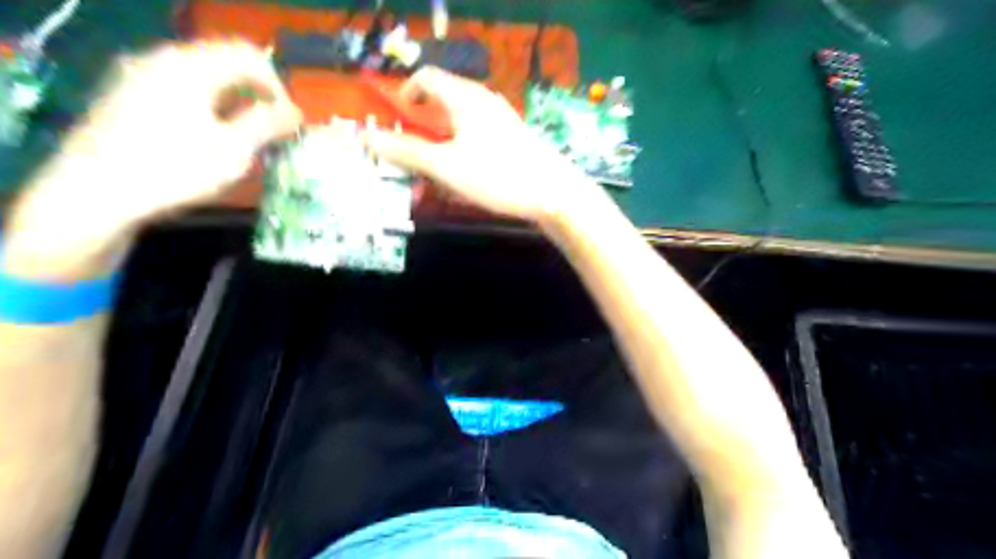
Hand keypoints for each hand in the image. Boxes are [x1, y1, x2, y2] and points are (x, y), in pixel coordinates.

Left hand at [57, 42, 301, 217]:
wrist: (94, 193)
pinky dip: (207, 103)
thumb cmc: (174, 170)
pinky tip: (210, 135)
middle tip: (272, 128)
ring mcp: (139, 74)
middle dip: (256, 93)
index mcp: (190, 67)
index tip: (289, 123)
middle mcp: (162, 59)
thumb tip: (295, 112)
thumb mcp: (233, 151)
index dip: (278, 87)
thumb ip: (267, 124)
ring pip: (202, 75)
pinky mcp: (126, 94)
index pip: (249, 57)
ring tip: (246, 135)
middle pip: (224, 61)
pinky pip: (180, 86)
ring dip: (233, 99)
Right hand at [362, 69, 603, 224]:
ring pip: (462, 121)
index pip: (426, 78)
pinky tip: (468, 178)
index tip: (397, 121)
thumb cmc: (496, 176)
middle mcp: (484, 101)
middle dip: (423, 125)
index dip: (405, 94)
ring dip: (444, 142)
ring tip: (440, 173)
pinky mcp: (515, 139)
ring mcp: (503, 119)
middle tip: (415, 155)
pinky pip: (480, 136)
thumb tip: (366, 137)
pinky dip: (464, 150)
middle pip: (444, 99)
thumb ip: (406, 151)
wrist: (554, 193)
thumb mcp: (445, 166)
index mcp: (464, 98)